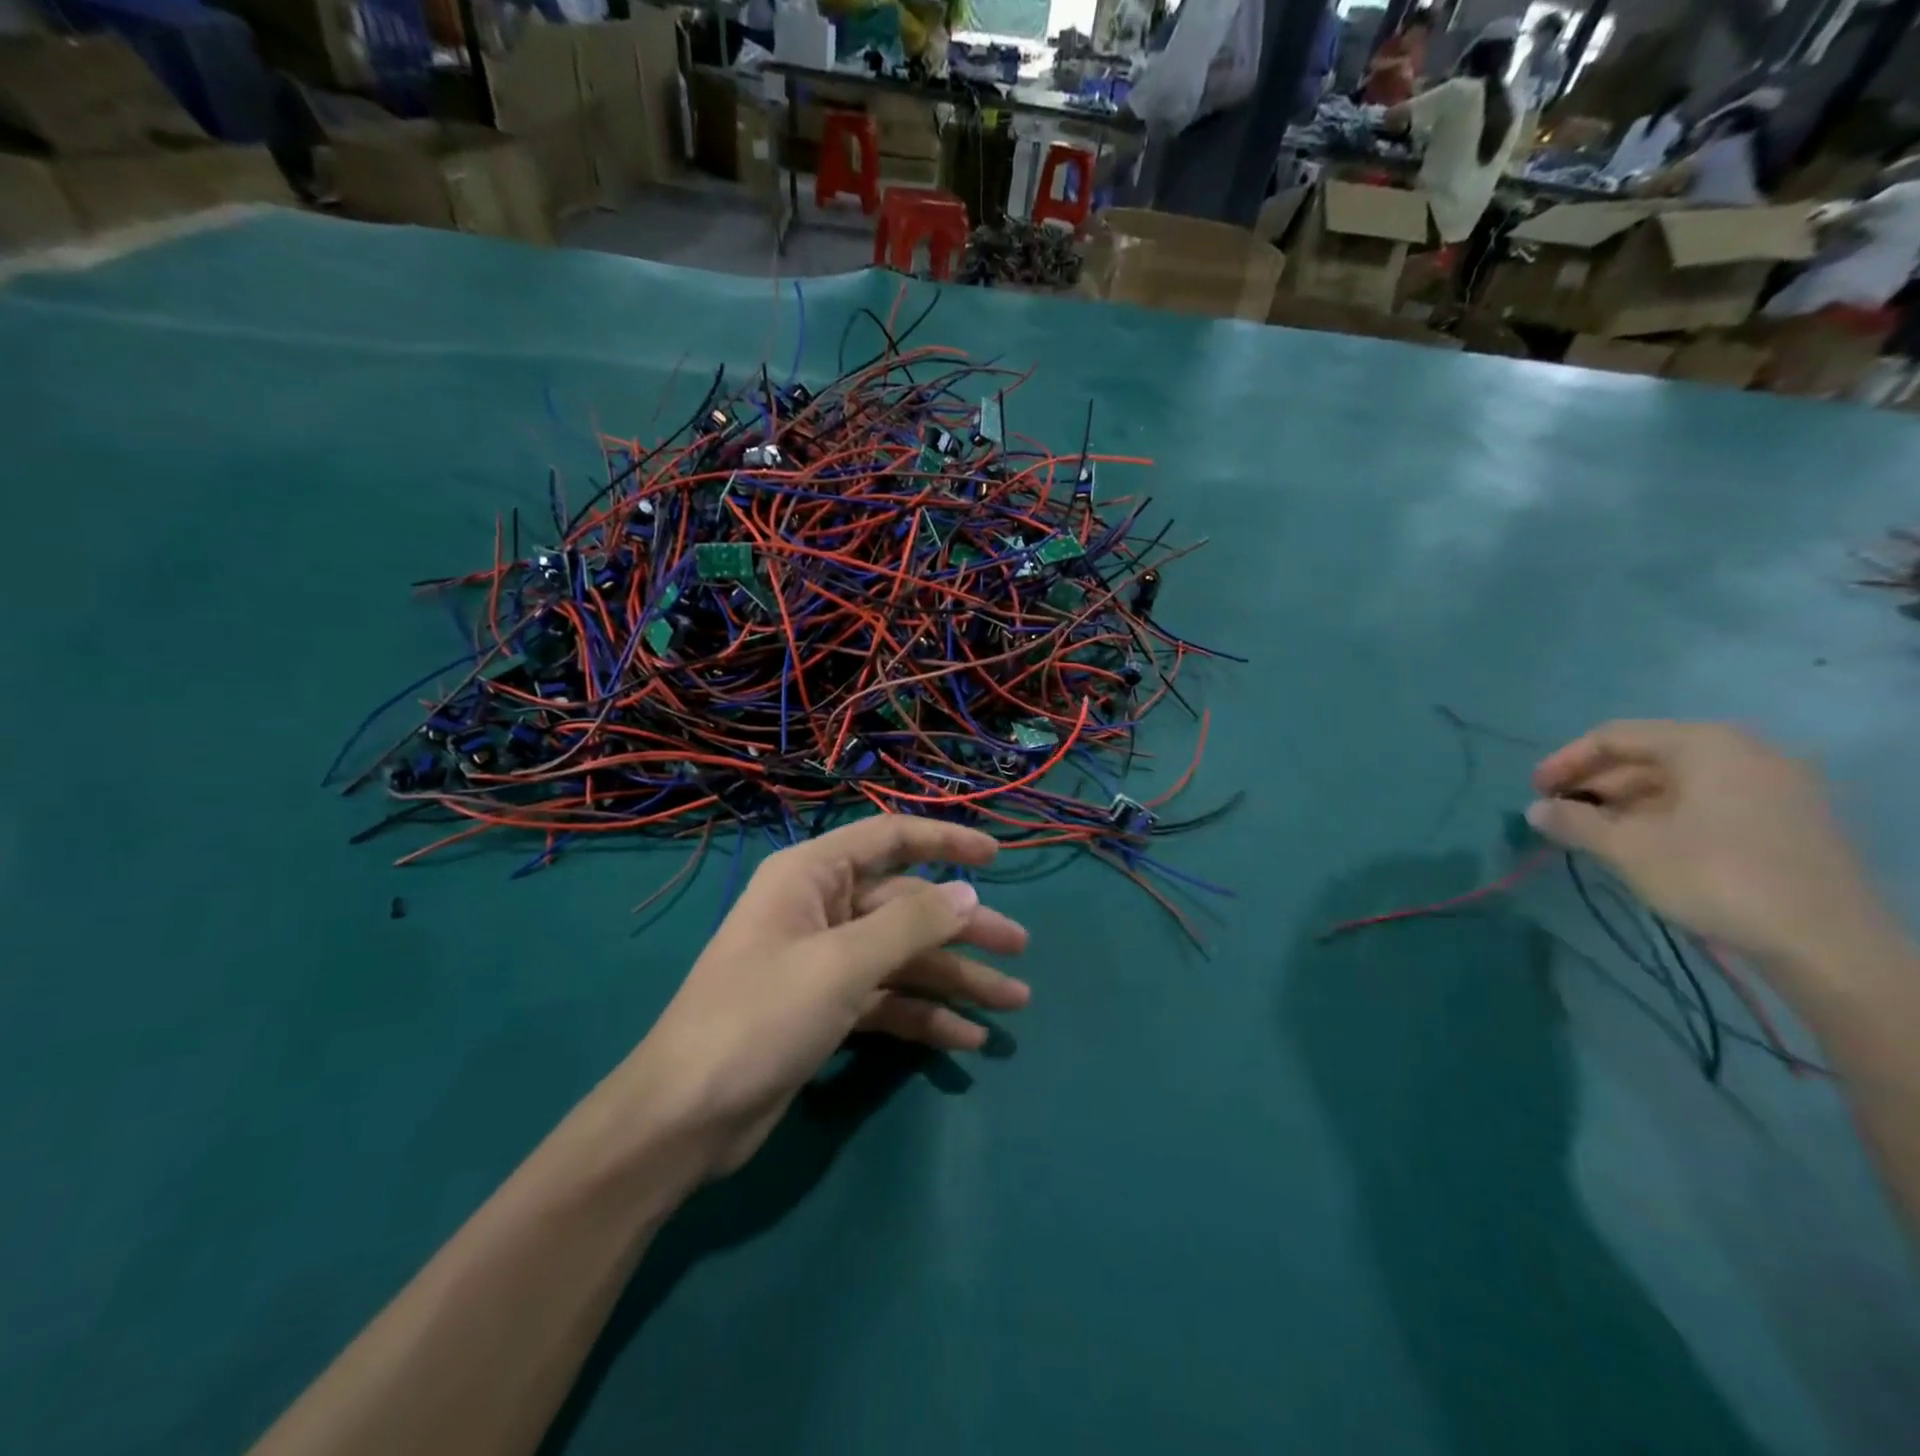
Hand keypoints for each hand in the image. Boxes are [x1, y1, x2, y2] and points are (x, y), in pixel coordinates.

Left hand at [624, 815, 1029, 1179]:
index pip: (890, 839)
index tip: (997, 855)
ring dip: (954, 979)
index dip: (945, 842)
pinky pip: (888, 999)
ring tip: (1012, 1003)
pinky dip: (925, 1015)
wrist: (686, 1117)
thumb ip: (911, 925)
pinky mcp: (827, 1009)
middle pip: (906, 907)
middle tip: (1020, 950)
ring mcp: (824, 961)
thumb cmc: (761, 1017)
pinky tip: (966, 1038)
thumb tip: (970, 893)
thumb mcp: (842, 964)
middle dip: (962, 930)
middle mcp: (820, 909)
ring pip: (903, 957)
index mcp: (812, 876)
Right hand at [1527, 721, 1899, 980]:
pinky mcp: (1788, 819)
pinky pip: (1709, 801)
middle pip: (1648, 756)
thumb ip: (1574, 822)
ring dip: (1627, 804)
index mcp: (1705, 745)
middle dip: (1597, 785)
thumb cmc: (1716, 878)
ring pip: (1678, 782)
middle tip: (1560, 816)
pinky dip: (1665, 816)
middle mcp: (1744, 752)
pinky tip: (1640, 845)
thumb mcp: (1628, 850)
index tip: (1535, 793)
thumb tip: (1534, 809)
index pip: (1614, 737)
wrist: (1827, 943)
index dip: (1566, 762)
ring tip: (1592, 835)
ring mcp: (1774, 786)